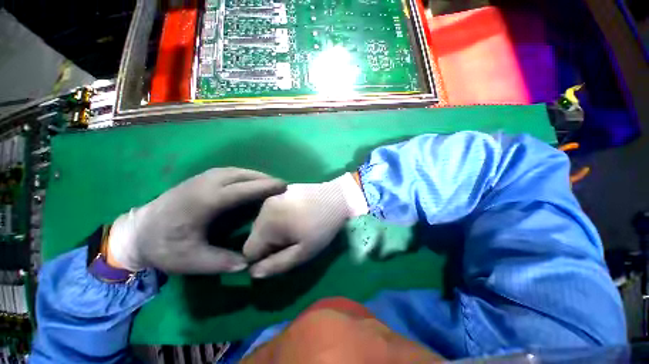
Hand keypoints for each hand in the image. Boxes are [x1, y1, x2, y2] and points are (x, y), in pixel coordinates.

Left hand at [107, 168, 285, 273]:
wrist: (137, 231)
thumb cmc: (163, 246)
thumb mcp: (189, 261)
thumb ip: (221, 262)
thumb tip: (249, 263)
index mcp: (205, 201)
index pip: (243, 189)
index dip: (265, 187)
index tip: (283, 186)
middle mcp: (206, 183)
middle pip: (242, 175)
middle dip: (264, 179)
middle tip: (281, 185)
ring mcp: (203, 178)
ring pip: (237, 171)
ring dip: (255, 176)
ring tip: (269, 183)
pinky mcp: (201, 178)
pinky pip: (231, 172)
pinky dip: (245, 175)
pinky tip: (251, 182)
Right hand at [243, 173, 367, 277]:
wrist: (338, 197)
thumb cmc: (322, 226)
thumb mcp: (303, 252)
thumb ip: (277, 265)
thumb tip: (253, 272)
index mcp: (266, 223)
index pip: (249, 251)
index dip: (262, 259)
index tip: (281, 256)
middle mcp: (264, 207)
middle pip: (255, 236)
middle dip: (269, 244)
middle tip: (292, 241)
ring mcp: (273, 196)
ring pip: (263, 223)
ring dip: (274, 230)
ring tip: (296, 228)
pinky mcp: (282, 191)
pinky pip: (272, 210)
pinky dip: (279, 218)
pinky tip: (296, 216)